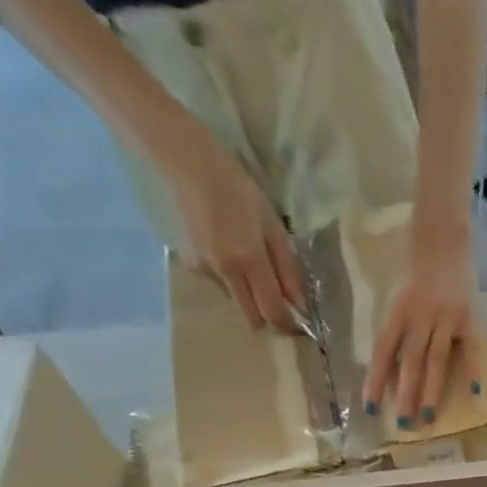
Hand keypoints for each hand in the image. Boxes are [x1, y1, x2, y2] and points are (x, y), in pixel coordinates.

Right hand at [155, 126, 304, 332]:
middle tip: (278, 302)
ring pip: (237, 304)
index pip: (273, 312)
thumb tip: (300, 305)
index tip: (298, 322)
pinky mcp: (192, 264)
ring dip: (250, 298)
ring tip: (250, 266)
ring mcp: (206, 269)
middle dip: (269, 318)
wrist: (186, 162)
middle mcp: (226, 272)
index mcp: (249, 260)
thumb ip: (288, 269)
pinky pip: (221, 286)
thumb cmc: (238, 189)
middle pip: (253, 319)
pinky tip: (228, 253)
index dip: (288, 324)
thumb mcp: (273, 227)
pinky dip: (231, 281)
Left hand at [363, 230, 481, 429]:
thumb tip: (391, 371)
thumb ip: (397, 330)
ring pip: (437, 360)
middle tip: (403, 424)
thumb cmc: (417, 272)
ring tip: (428, 418)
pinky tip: (473, 393)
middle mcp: (420, 316)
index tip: (371, 408)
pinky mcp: (468, 317)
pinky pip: (471, 349)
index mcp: (398, 311)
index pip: (384, 350)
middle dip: (406, 394)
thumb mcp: (399, 298)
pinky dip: (472, 370)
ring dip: (432, 391)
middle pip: (411, 361)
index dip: (376, 378)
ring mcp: (446, 317)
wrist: (443, 236)